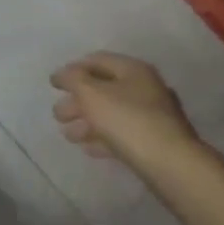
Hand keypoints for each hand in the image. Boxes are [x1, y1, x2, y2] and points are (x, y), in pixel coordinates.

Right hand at [50, 53, 198, 167]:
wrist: (169, 164)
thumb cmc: (126, 120)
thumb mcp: (91, 93)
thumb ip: (72, 79)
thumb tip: (62, 74)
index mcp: (132, 70)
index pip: (96, 60)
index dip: (72, 69)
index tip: (53, 84)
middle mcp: (144, 88)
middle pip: (102, 89)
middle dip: (76, 101)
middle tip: (58, 115)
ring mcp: (151, 116)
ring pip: (111, 113)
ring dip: (86, 122)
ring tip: (68, 135)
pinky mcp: (153, 142)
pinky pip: (122, 134)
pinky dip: (102, 138)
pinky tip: (88, 148)